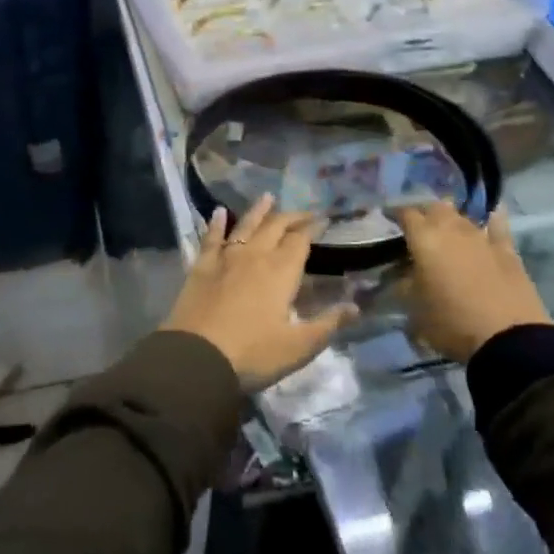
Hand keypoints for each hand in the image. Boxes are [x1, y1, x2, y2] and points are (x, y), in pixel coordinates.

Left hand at [161, 196, 357, 390]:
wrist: (197, 356)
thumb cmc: (253, 353)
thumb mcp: (298, 346)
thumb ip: (328, 323)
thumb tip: (356, 305)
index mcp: (281, 271)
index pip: (301, 240)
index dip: (313, 228)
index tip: (323, 220)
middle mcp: (255, 255)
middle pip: (276, 226)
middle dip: (292, 217)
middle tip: (304, 212)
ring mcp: (226, 257)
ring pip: (246, 225)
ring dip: (259, 210)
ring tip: (268, 197)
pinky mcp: (202, 266)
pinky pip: (211, 238)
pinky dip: (216, 223)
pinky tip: (219, 212)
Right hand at [396, 202, 549, 362]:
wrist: (508, 339)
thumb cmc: (452, 323)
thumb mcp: (414, 310)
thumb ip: (403, 286)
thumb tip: (398, 275)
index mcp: (424, 238)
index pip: (405, 213)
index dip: (395, 214)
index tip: (388, 219)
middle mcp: (451, 229)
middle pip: (434, 207)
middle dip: (424, 212)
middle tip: (416, 226)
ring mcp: (481, 237)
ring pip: (461, 216)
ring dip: (451, 218)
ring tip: (445, 227)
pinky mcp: (507, 251)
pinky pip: (497, 226)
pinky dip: (491, 220)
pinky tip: (492, 216)